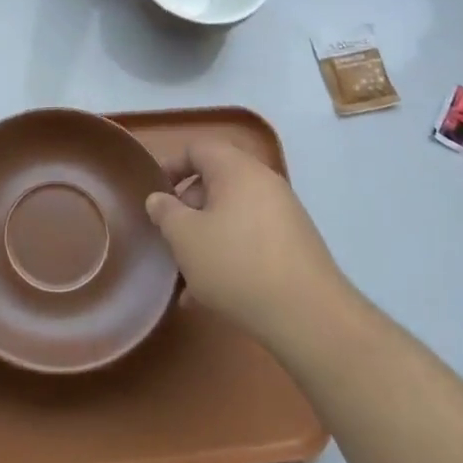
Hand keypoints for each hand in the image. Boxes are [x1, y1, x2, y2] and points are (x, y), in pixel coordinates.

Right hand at [146, 140, 344, 348]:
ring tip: (185, 276)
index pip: (199, 149)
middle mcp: (263, 183)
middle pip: (216, 182)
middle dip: (187, 209)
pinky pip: (250, 239)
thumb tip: (159, 199)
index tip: (155, 193)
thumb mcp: (185, 237)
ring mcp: (283, 214)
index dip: (172, 165)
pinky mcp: (294, 245)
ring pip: (232, 216)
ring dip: (205, 238)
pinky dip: (228, 256)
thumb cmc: (236, 264)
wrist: (307, 314)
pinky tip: (208, 296)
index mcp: (237, 170)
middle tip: (170, 237)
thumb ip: (165, 213)